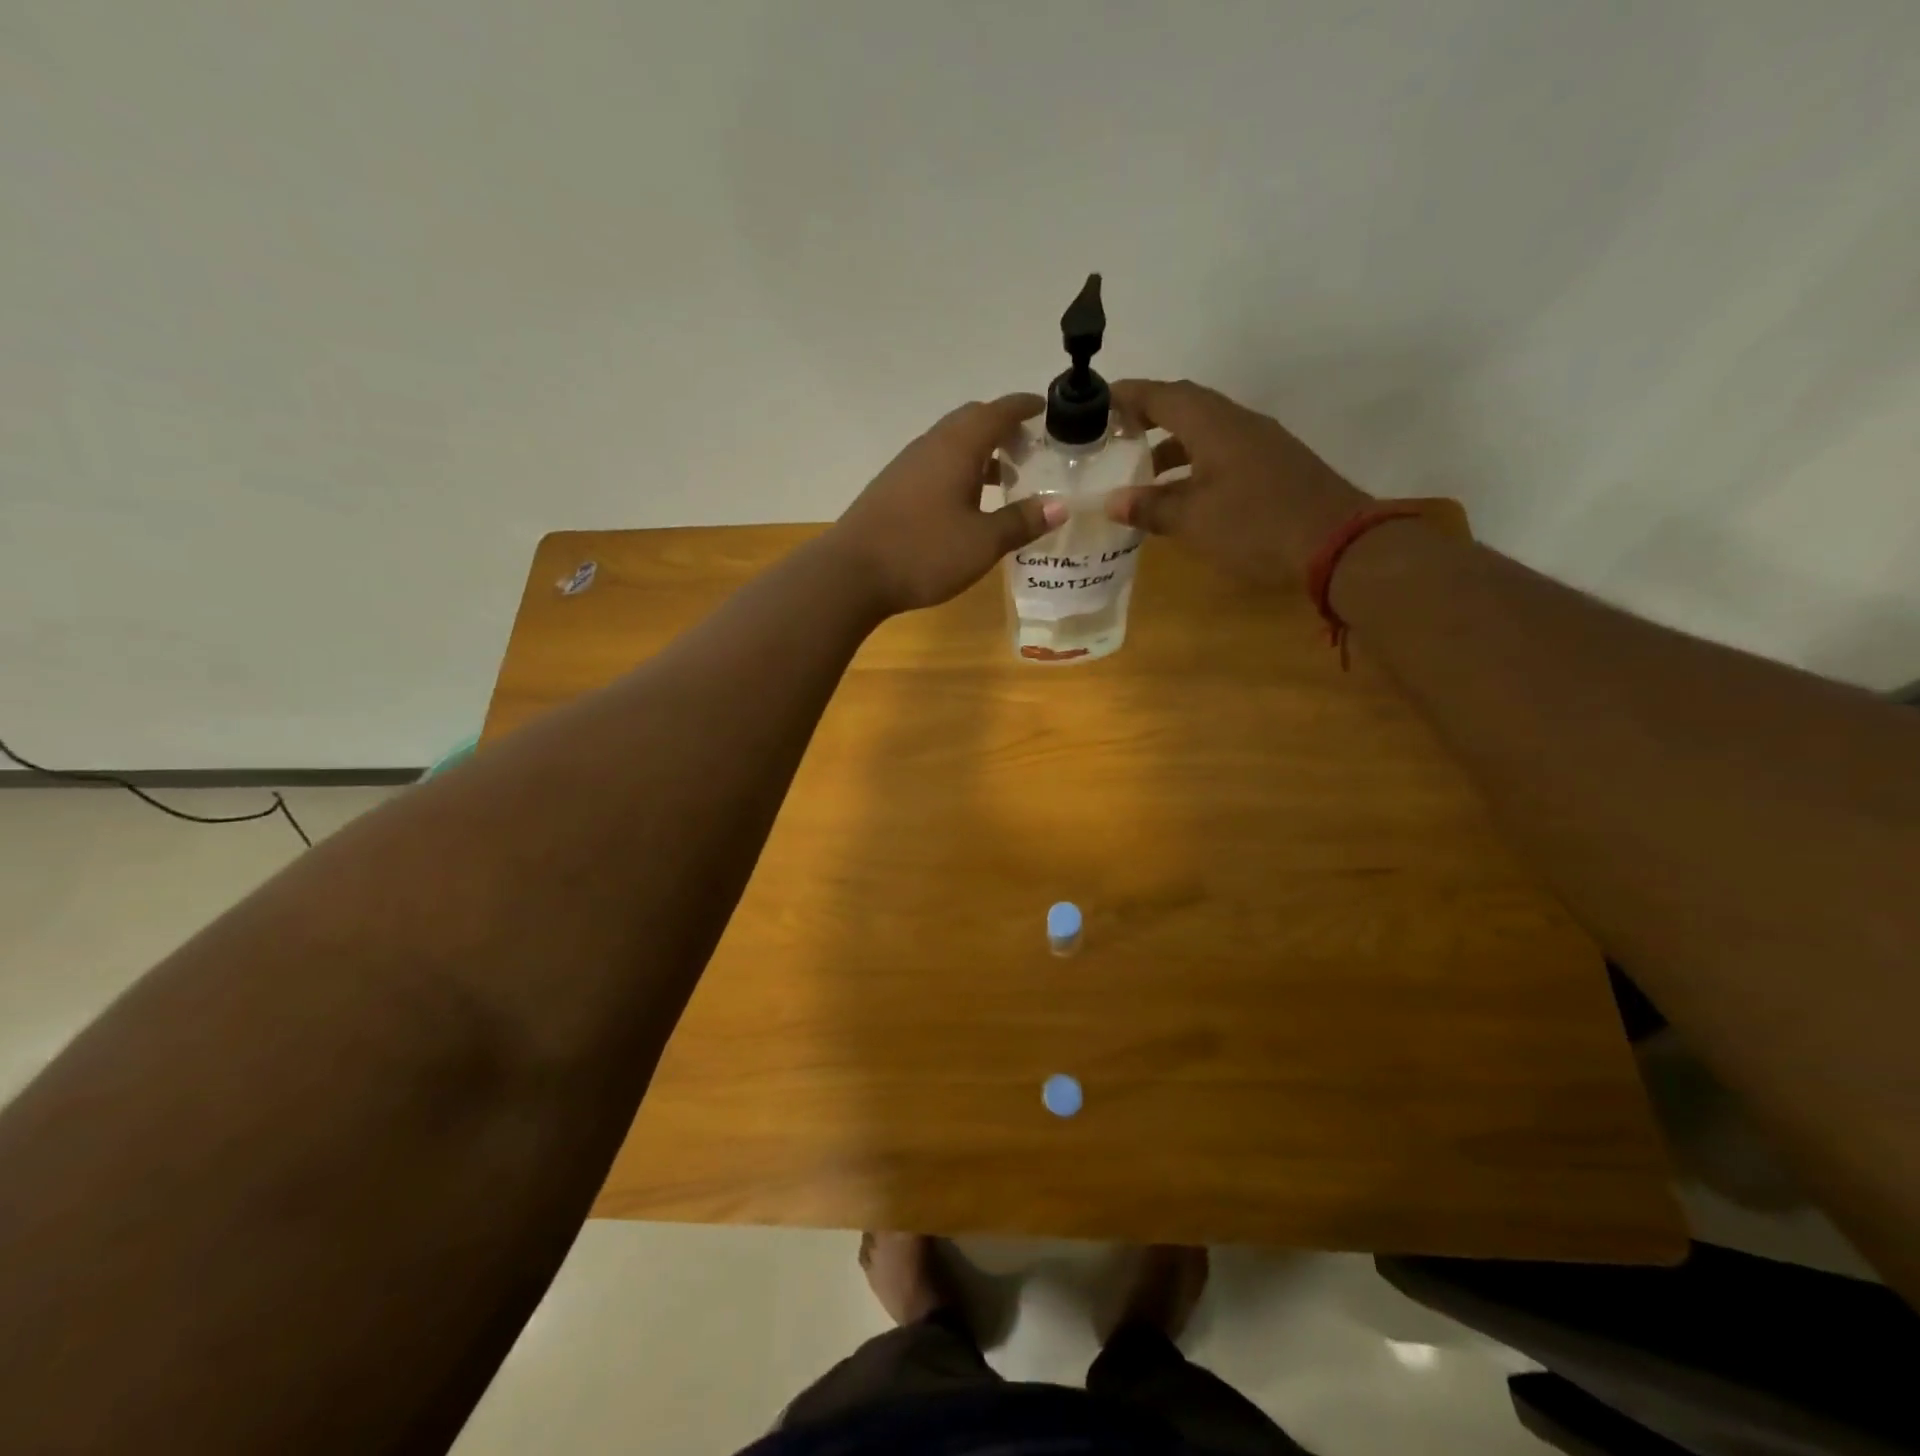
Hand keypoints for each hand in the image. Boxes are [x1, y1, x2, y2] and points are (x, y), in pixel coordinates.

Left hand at [830, 394, 1064, 614]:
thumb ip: (1022, 522)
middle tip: (1028, 449)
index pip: (996, 412)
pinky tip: (966, 504)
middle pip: (970, 422)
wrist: (852, 574)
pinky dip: (959, 471)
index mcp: (956, 448)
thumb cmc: (924, 552)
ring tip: (1005, 479)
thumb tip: (1060, 506)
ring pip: (950, 445)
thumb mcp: (983, 542)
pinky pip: (934, 466)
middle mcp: (930, 447)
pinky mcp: (892, 489)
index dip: (1022, 407)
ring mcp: (906, 467)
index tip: (1043, 408)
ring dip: (980, 453)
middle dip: (1001, 428)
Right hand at [1104, 379, 1373, 589]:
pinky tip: (1182, 494)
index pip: (1163, 396)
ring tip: (1140, 471)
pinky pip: (1222, 453)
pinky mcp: (1273, 466)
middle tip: (1113, 435)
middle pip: (1185, 408)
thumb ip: (1150, 507)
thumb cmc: (1255, 525)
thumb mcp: (1193, 520)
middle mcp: (1238, 423)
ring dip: (1170, 445)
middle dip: (1147, 418)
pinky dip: (1194, 464)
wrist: (1335, 544)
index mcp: (1214, 424)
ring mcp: (1260, 444)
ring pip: (1205, 433)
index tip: (1096, 402)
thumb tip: (1112, 501)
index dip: (1128, 396)